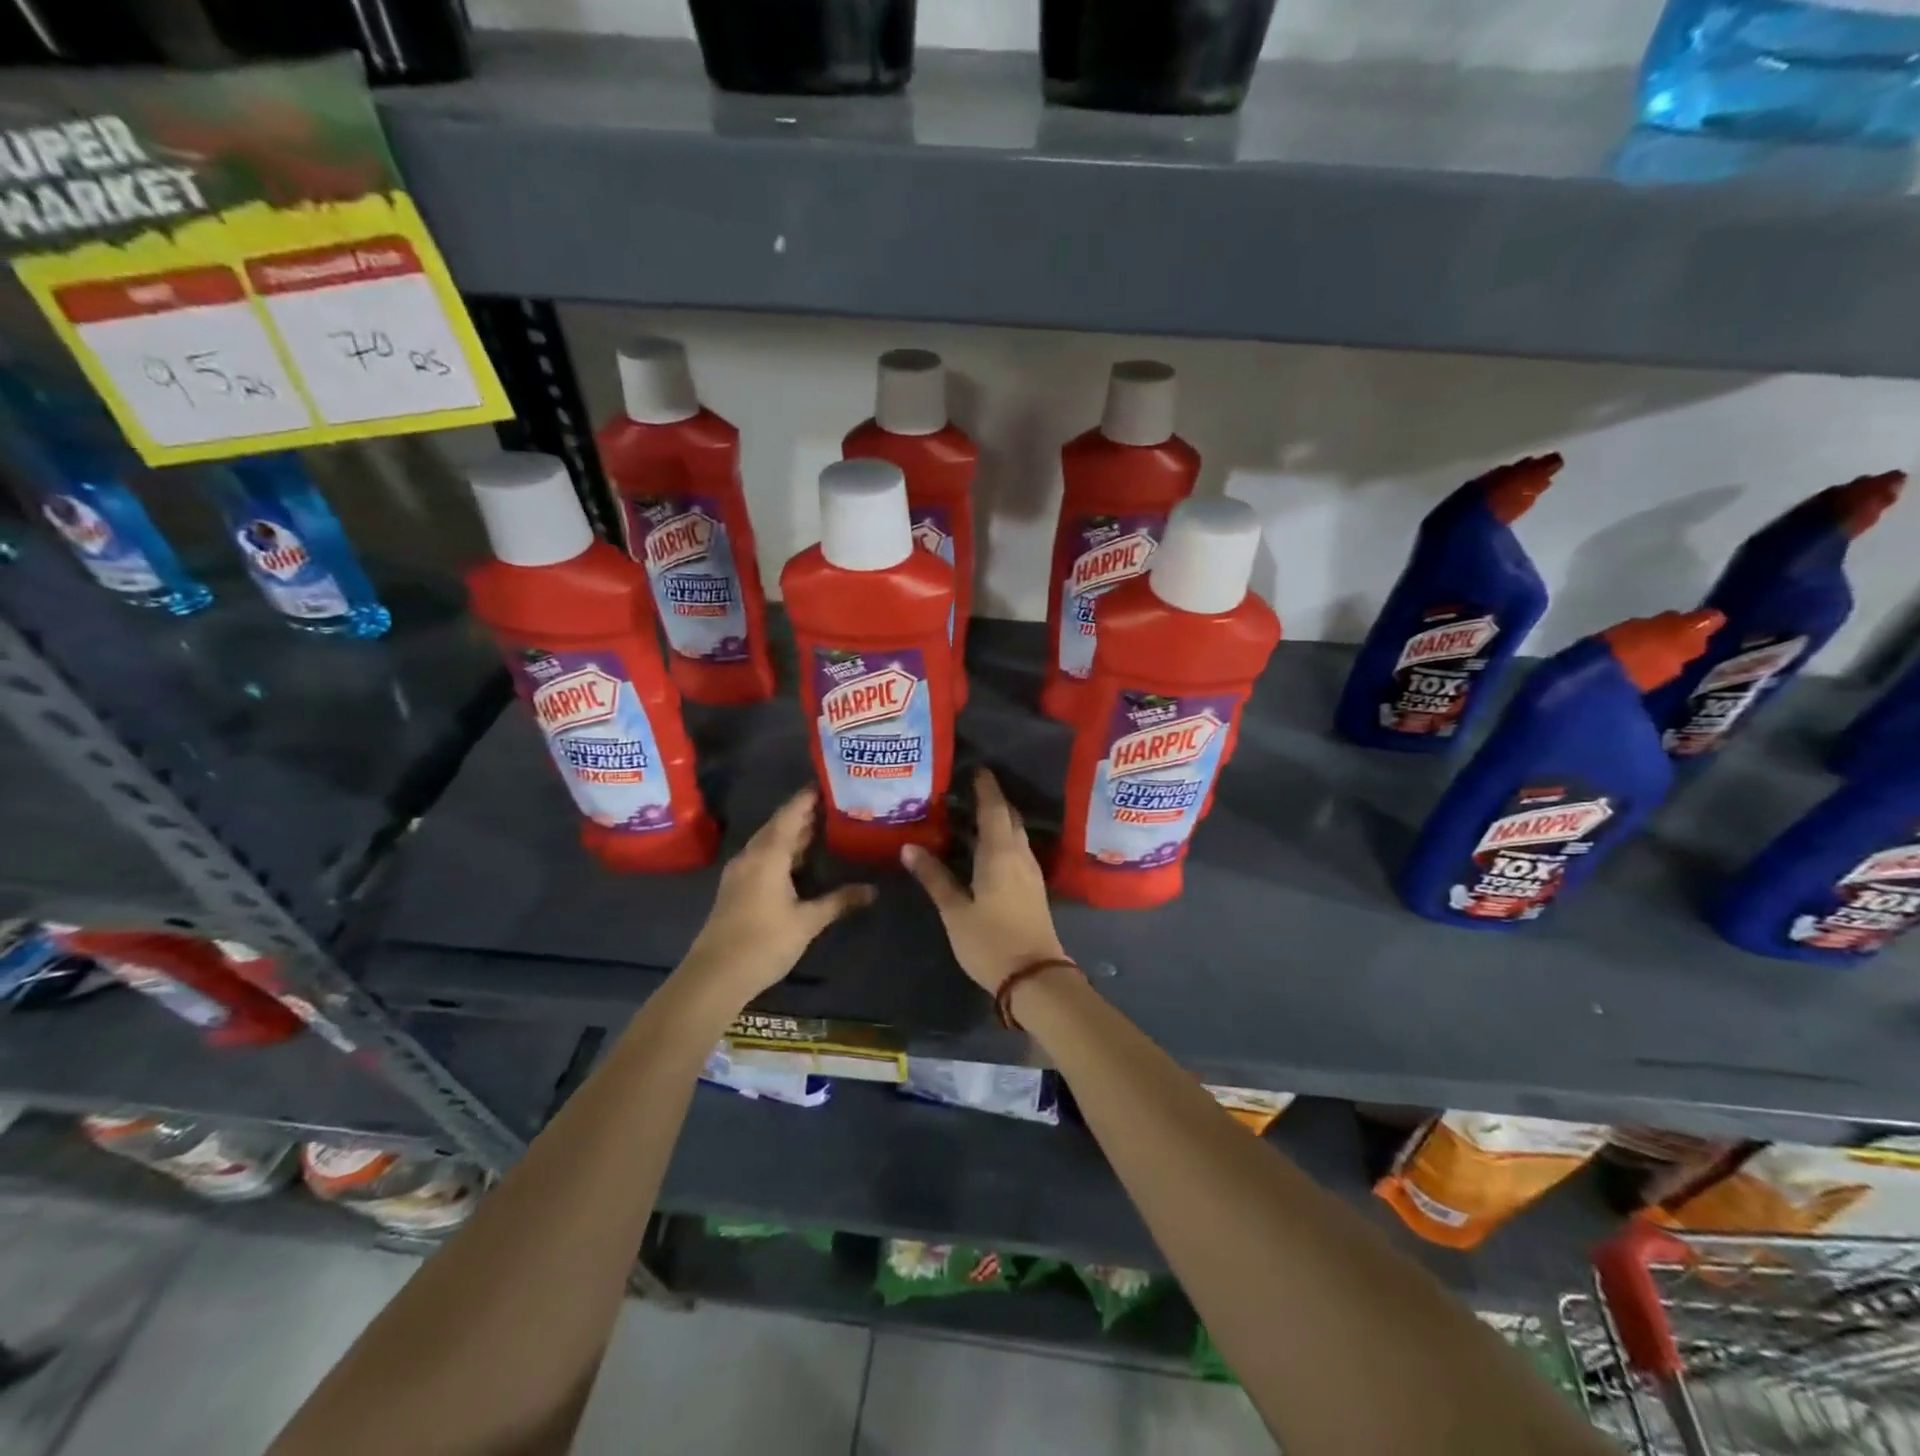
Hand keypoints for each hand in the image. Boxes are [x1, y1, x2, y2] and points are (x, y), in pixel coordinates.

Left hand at [681, 788, 875, 1002]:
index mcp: (767, 855)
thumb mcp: (807, 921)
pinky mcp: (737, 889)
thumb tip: (874, 890)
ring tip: (825, 826)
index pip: (790, 814)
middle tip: (836, 804)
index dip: (808, 798)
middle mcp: (751, 856)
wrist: (714, 977)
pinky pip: (763, 858)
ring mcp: (741, 873)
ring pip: (770, 843)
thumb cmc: (763, 942)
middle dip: (805, 814)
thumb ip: (839, 901)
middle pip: (779, 825)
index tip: (830, 783)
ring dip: (794, 834)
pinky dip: (783, 851)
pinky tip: (801, 860)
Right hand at [902, 768, 1067, 992]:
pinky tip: (987, 848)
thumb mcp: (955, 911)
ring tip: (972, 816)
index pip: (994, 809)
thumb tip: (909, 848)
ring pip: (1016, 834)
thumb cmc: (990, 942)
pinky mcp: (1034, 888)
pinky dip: (1004, 839)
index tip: (976, 770)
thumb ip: (934, 878)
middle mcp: (1019, 855)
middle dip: (992, 800)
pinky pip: (1019, 850)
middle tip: (967, 791)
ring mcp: (1031, 872)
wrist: (1035, 978)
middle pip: (1009, 817)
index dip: (986, 788)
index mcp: (1000, 853)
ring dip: (999, 820)